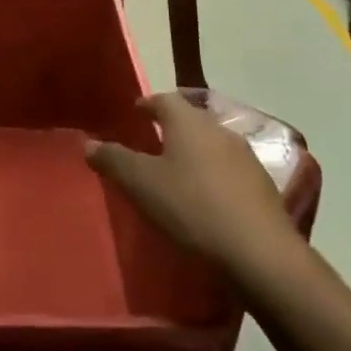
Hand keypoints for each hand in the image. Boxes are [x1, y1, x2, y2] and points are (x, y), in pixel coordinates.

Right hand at [87, 92, 301, 277]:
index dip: (147, 104)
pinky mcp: (262, 184)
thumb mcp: (141, 185)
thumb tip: (88, 143)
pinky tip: (206, 197)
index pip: (164, 99)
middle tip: (151, 143)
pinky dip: (213, 174)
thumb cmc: (192, 207)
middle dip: (171, 127)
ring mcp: (245, 156)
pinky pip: (229, 169)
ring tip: (177, 171)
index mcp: (188, 122)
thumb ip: (114, 160)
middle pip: (190, 119)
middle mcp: (218, 129)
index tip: (135, 112)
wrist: (259, 251)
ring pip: (211, 144)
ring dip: (194, 152)